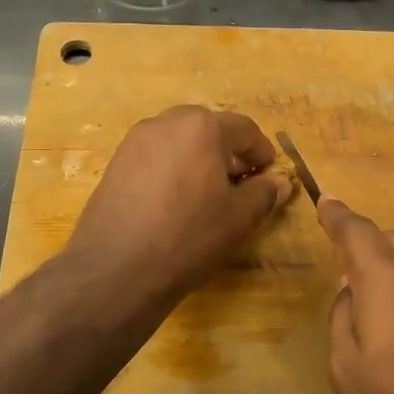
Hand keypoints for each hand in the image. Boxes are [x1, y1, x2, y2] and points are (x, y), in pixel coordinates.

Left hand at [66, 105, 293, 306]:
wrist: (116, 269)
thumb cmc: (188, 237)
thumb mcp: (239, 218)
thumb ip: (264, 193)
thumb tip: (279, 181)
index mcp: (201, 128)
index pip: (243, 128)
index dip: (261, 151)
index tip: (269, 174)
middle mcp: (166, 123)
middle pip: (207, 127)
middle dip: (228, 150)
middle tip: (239, 181)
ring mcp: (135, 142)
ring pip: (177, 140)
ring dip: (198, 157)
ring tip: (207, 193)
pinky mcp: (114, 164)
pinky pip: (154, 156)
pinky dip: (172, 168)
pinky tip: (174, 202)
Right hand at [320, 197, 393, 393]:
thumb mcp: (350, 373)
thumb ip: (342, 322)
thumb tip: (350, 293)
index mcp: (386, 277)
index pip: (356, 232)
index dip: (337, 216)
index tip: (326, 201)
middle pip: (391, 240)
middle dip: (366, 247)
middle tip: (347, 273)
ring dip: (393, 269)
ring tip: (379, 307)